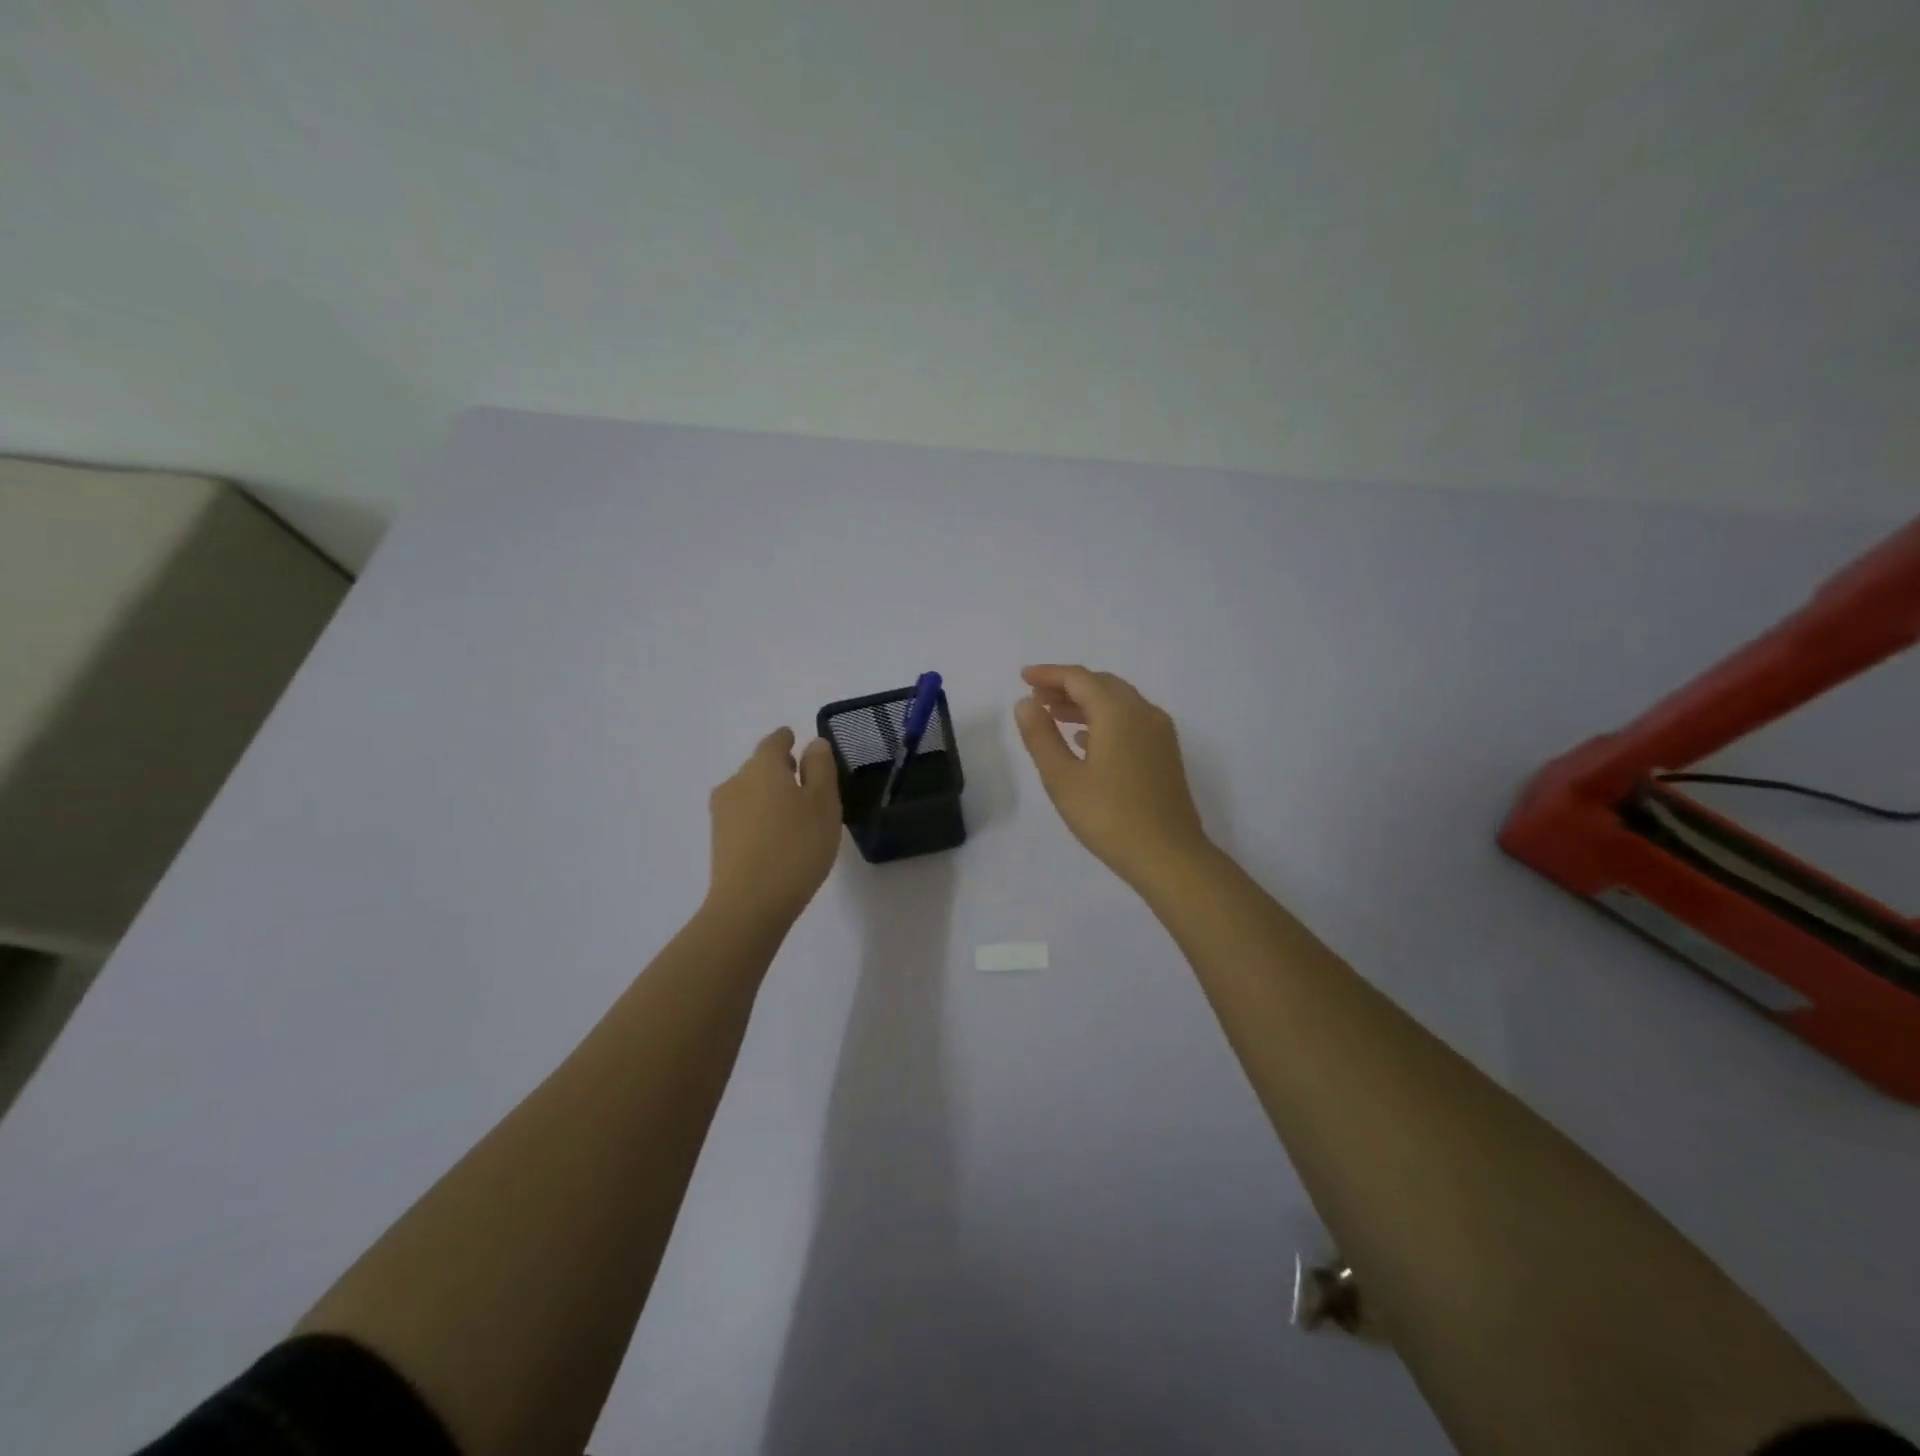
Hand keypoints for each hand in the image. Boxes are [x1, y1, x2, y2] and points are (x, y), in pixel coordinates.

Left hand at [706, 728, 842, 924]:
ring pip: (750, 792)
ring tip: (794, 814)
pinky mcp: (719, 840)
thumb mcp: (823, 803)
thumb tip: (813, 744)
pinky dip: (760, 817)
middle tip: (805, 782)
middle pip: (759, 766)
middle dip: (780, 769)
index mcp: (762, 766)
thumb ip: (821, 768)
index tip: (796, 741)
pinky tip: (777, 837)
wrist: (750, 904)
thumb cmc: (797, 846)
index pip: (774, 741)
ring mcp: (722, 812)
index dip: (787, 739)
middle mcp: (736, 782)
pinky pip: (744, 816)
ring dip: (769, 795)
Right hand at [1013, 664, 1212, 888]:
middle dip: (1067, 686)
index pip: (1079, 678)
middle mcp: (1143, 712)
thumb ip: (1041, 736)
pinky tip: (1085, 740)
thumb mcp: (1062, 778)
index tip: (1023, 677)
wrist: (1169, 855)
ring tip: (1053, 715)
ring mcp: (1159, 733)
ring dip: (1085, 703)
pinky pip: (1131, 721)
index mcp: (1117, 712)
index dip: (1049, 674)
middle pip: (1101, 684)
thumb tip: (1026, 703)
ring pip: (1118, 702)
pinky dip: (1104, 720)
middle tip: (1035, 697)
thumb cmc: (1109, 817)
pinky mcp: (1165, 753)